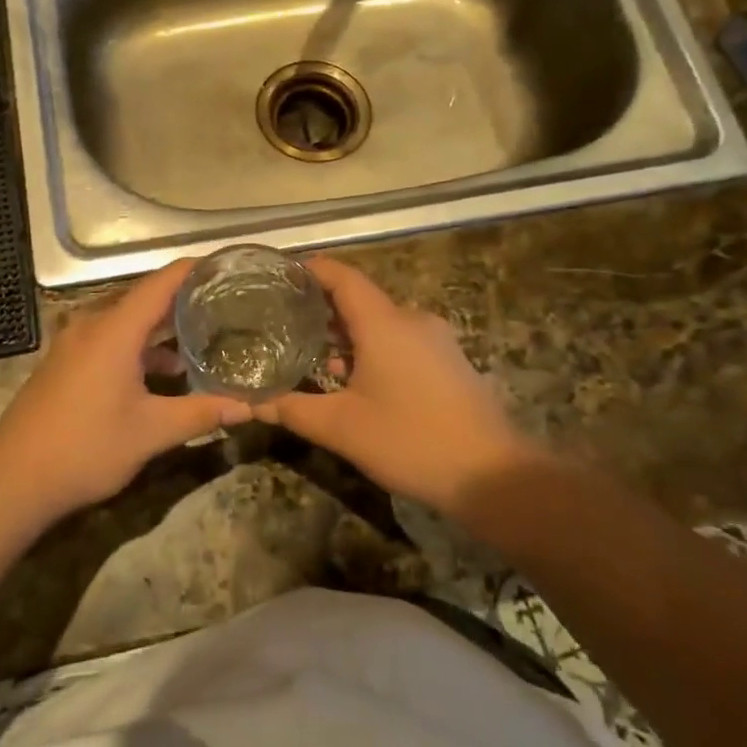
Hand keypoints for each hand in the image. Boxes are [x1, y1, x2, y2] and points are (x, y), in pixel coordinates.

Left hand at [0, 260, 251, 516]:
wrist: (13, 479)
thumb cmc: (86, 447)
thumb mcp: (151, 432)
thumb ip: (200, 413)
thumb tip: (247, 407)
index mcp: (114, 330)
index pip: (161, 283)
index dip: (193, 269)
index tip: (226, 266)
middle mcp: (92, 326)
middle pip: (144, 299)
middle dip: (184, 300)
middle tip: (226, 304)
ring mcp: (74, 344)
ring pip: (126, 322)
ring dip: (161, 328)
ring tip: (202, 338)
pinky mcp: (65, 364)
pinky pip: (110, 339)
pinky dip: (139, 346)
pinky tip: (163, 371)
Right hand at [256, 258, 544, 515]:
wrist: (494, 476)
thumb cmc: (410, 440)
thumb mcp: (341, 428)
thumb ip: (293, 409)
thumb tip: (252, 402)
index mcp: (384, 323)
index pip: (342, 278)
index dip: (312, 270)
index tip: (282, 273)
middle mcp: (412, 321)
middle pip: (361, 300)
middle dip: (324, 309)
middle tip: (286, 322)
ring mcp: (437, 341)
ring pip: (383, 324)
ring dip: (349, 335)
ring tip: (315, 356)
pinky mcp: (450, 363)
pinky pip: (403, 342)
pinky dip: (374, 350)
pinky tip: (358, 381)